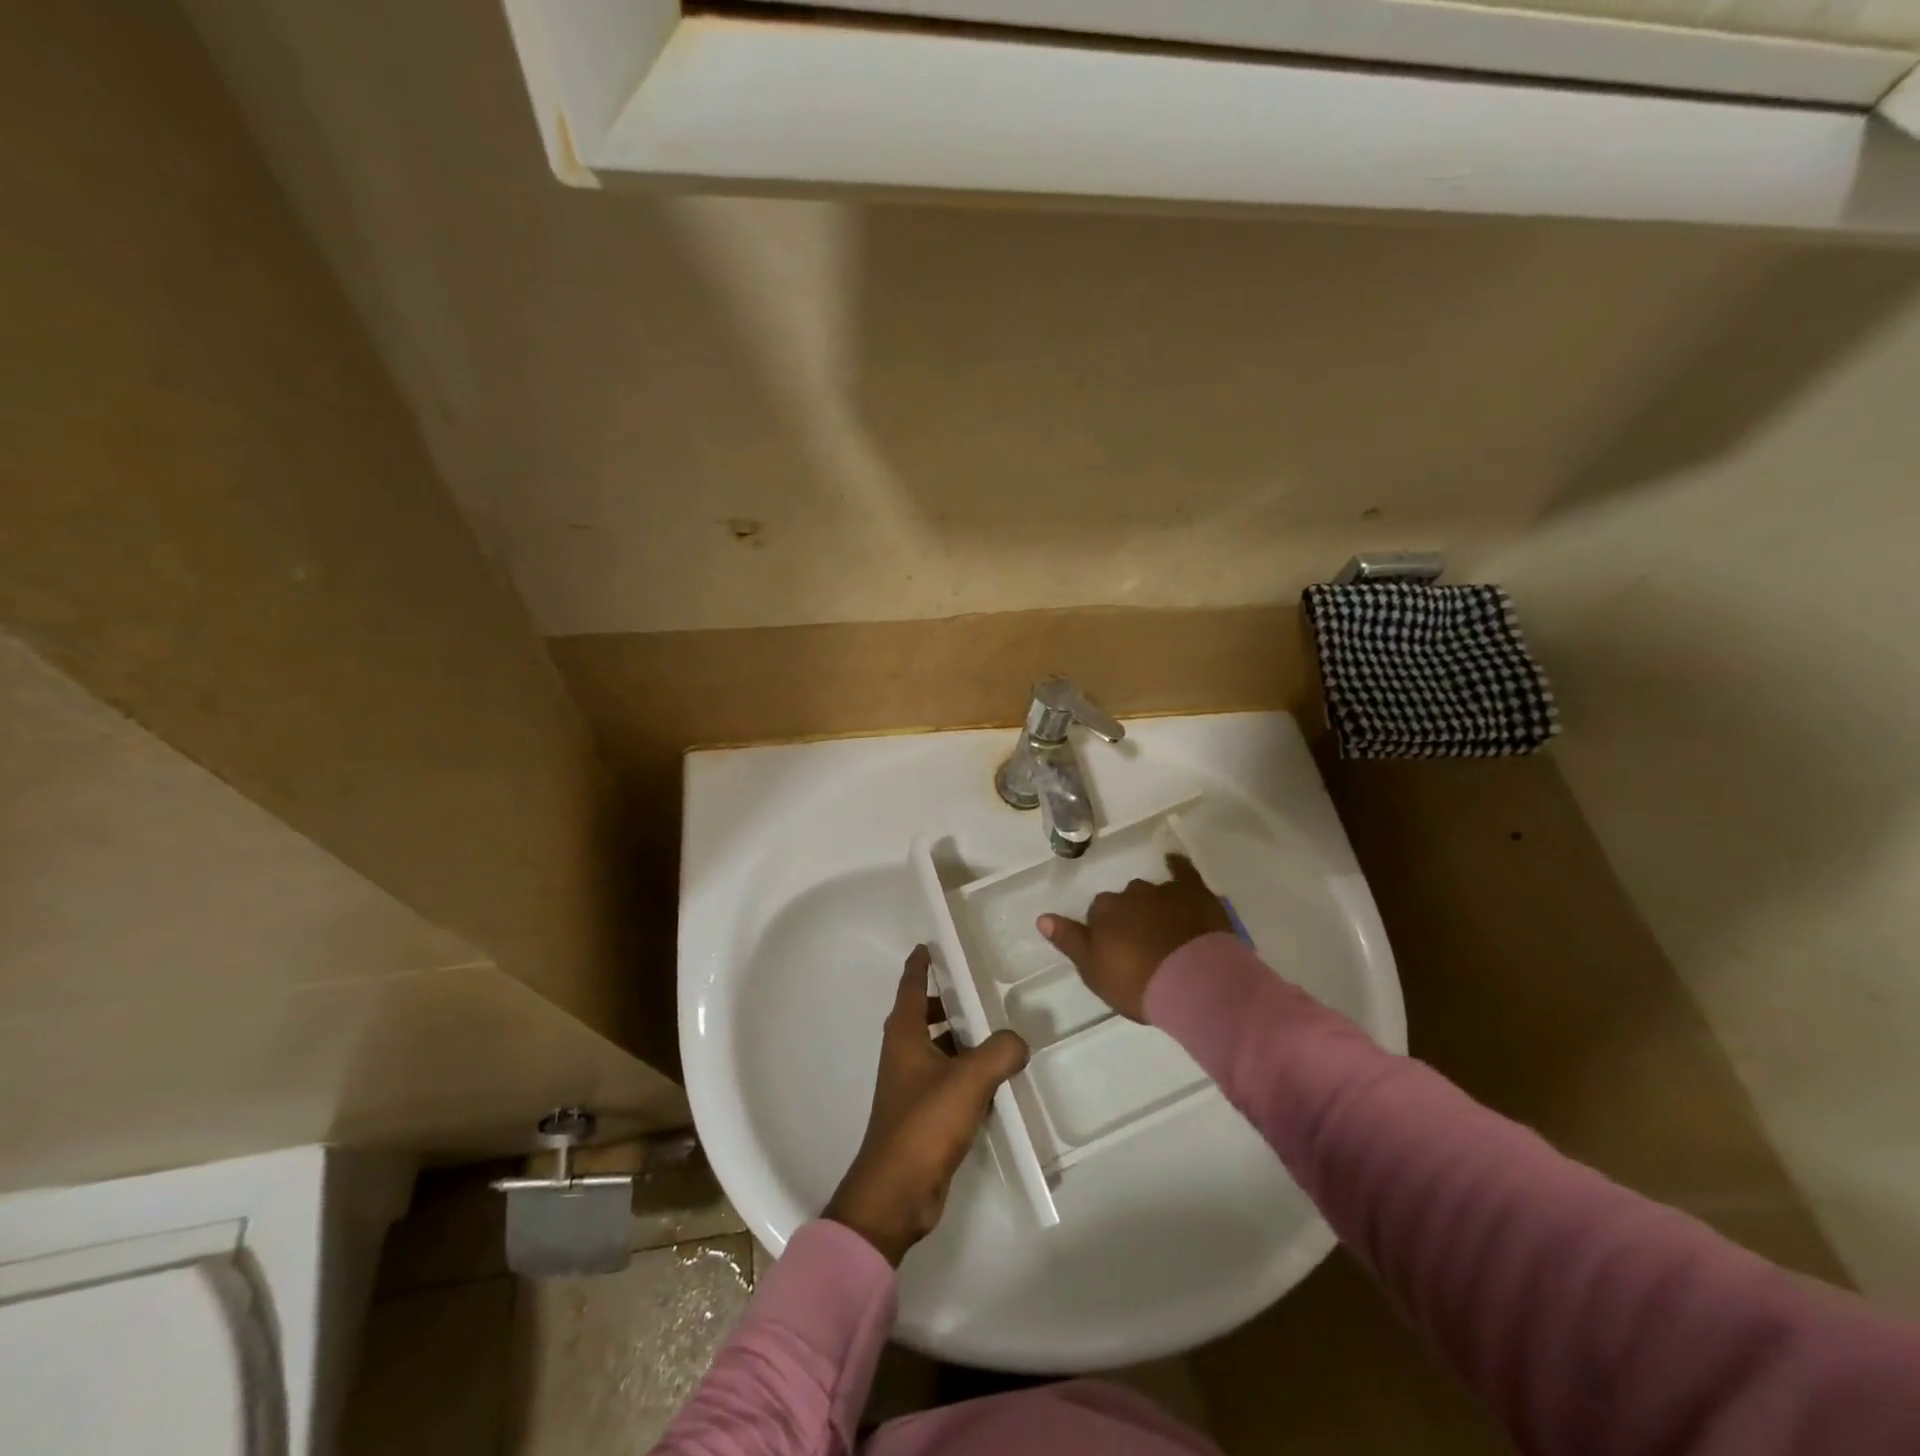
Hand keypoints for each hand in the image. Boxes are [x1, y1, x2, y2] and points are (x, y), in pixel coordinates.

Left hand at [825, 946, 1028, 1264]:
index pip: (911, 987)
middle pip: (925, 1016)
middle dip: (950, 1002)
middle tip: (982, 989)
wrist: (897, 1192)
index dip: (920, 965)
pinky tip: (996, 1078)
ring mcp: (911, 1086)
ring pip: (939, 1049)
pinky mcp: (923, 1114)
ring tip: (999, 1032)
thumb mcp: (969, 1079)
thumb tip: (1017, 1041)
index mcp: (905, 1035)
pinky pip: (948, 1079)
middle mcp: (904, 1054)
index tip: (929, 945)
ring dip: (962, 1039)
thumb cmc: (925, 1123)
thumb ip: (1000, 1052)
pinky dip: (967, 1071)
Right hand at [1038, 854, 1231, 1021]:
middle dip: (1130, 916)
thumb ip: (1069, 941)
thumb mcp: (1094, 971)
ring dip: (1153, 904)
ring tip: (1163, 927)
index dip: (1106, 932)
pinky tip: (1174, 862)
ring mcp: (1163, 891)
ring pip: (1151, 892)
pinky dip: (1177, 866)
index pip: (1097, 914)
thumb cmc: (1138, 983)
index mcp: (1103, 912)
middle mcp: (1129, 894)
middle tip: (1140, 943)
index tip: (1115, 951)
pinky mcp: (1193, 892)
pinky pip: (1183, 871)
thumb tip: (1042, 917)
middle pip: (1124, 901)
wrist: (1194, 982)